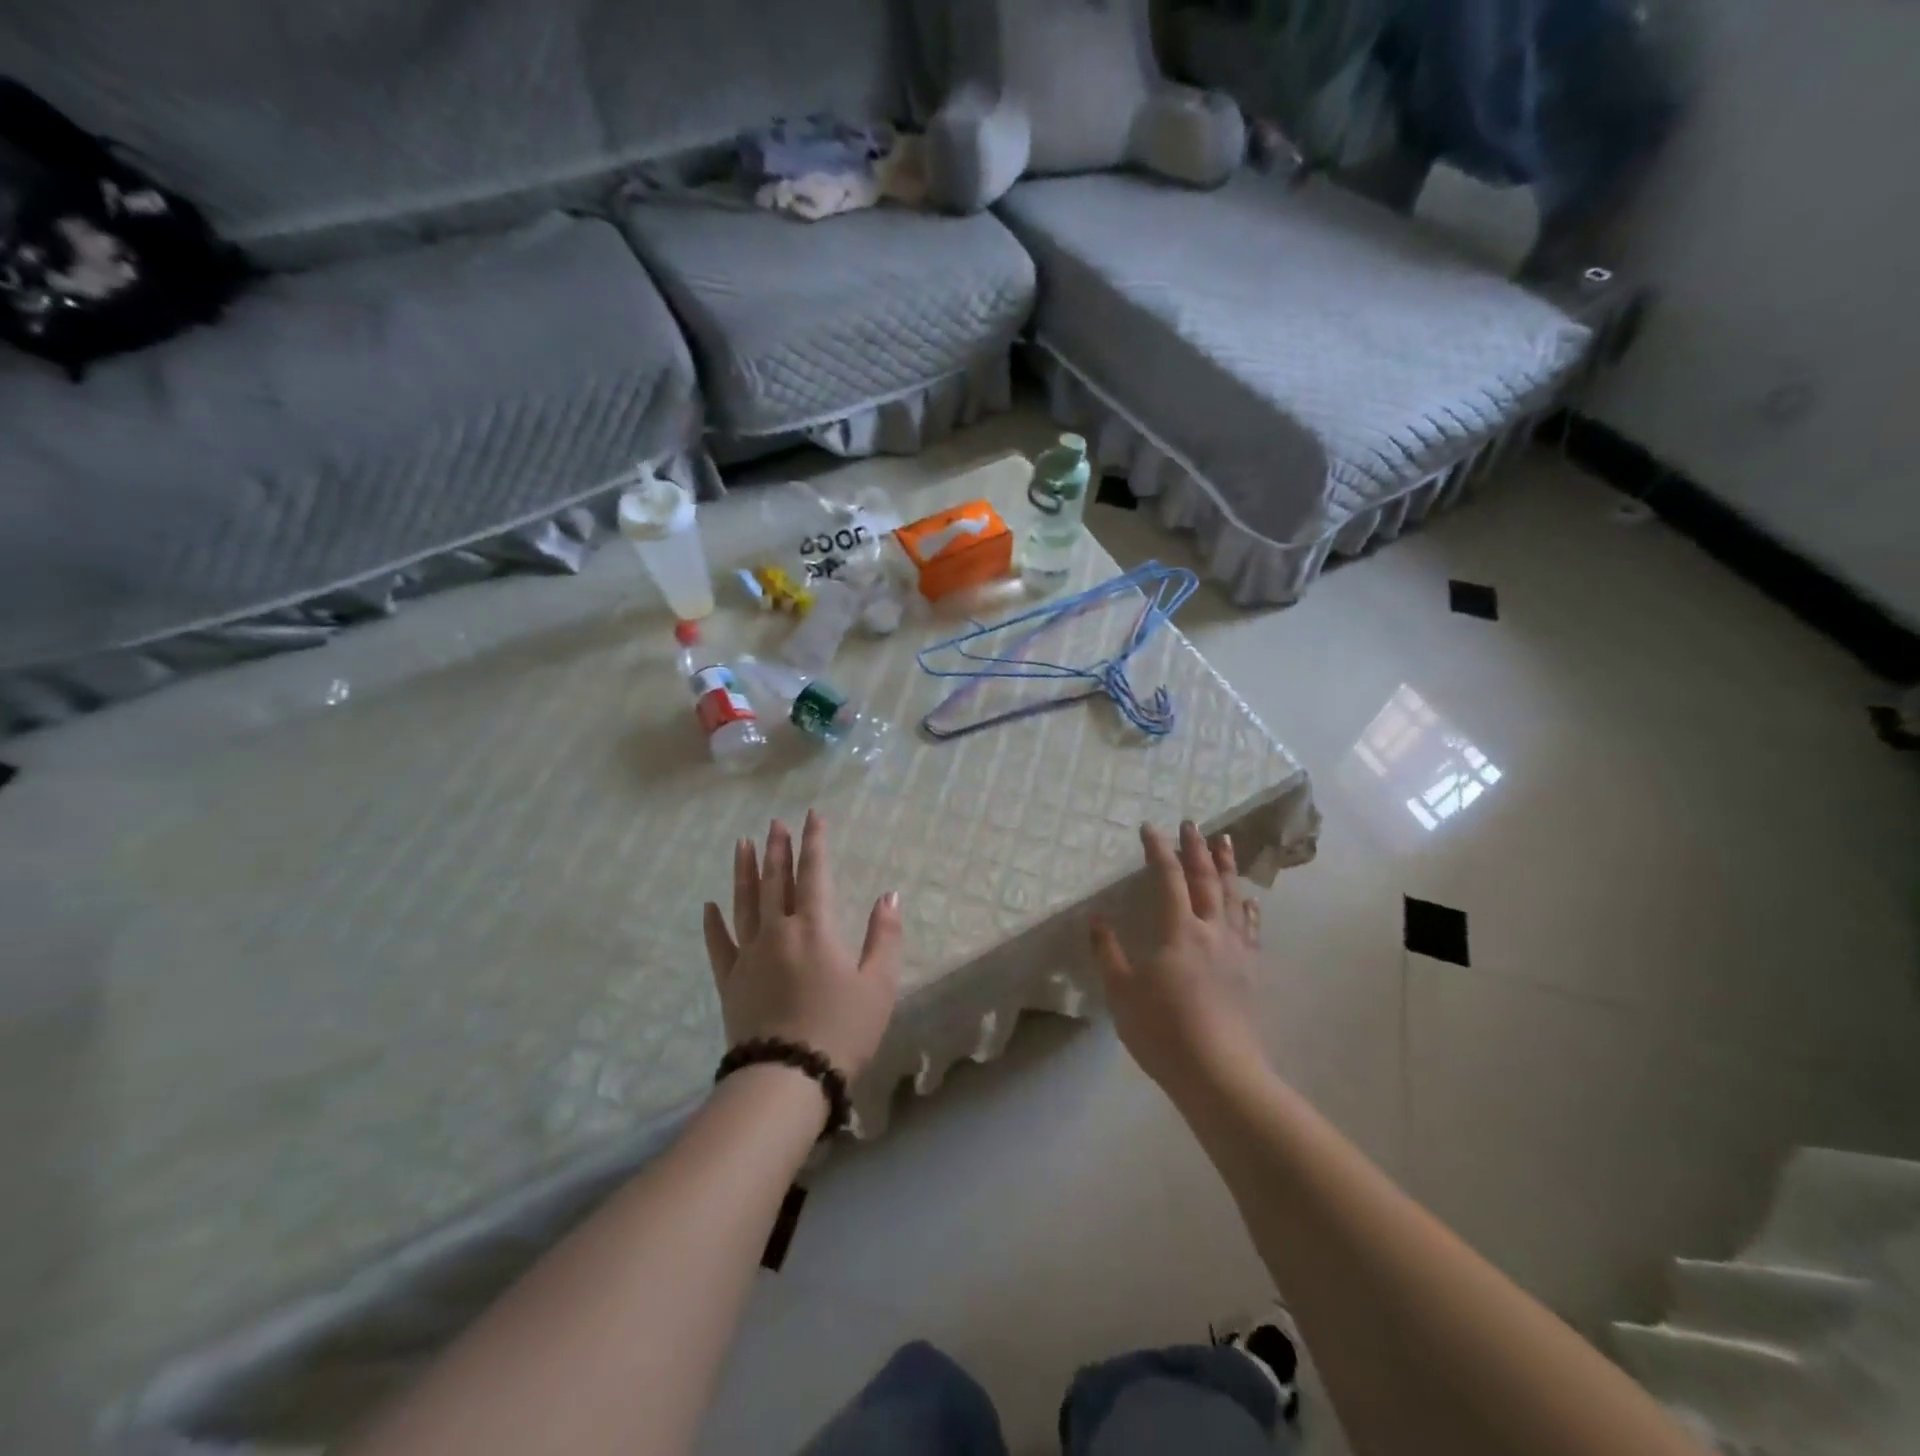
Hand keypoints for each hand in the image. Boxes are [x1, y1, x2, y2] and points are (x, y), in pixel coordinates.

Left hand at [702, 812, 900, 1079]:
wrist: (788, 1078)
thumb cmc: (842, 1029)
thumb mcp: (878, 984)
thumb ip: (883, 936)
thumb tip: (889, 896)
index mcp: (815, 928)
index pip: (814, 873)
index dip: (814, 842)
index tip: (811, 815)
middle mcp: (778, 931)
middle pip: (775, 880)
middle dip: (777, 849)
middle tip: (774, 823)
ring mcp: (749, 955)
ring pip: (744, 903)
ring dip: (743, 871)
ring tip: (742, 844)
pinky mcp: (730, 981)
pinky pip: (719, 945)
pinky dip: (713, 923)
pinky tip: (710, 906)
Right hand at [1092, 821, 1267, 1094]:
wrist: (1220, 1074)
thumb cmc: (1164, 1031)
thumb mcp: (1122, 993)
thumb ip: (1108, 953)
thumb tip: (1096, 919)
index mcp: (1179, 930)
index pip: (1168, 878)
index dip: (1158, 850)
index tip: (1149, 828)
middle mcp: (1212, 931)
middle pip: (1206, 879)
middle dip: (1197, 848)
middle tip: (1192, 824)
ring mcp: (1237, 951)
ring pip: (1234, 897)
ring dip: (1228, 867)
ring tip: (1226, 843)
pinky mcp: (1251, 972)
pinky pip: (1251, 927)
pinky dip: (1248, 906)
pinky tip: (1249, 901)